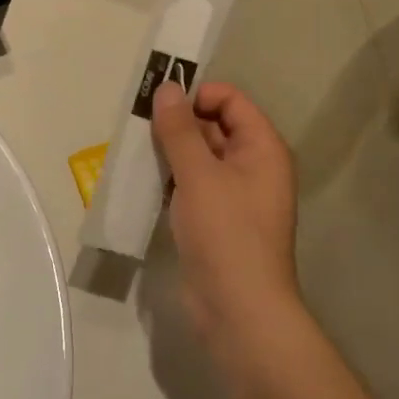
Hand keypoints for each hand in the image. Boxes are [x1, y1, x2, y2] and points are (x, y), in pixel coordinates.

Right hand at [150, 81, 300, 343]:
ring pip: (200, 158)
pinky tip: (144, 182)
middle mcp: (254, 166)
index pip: (231, 100)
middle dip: (178, 123)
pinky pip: (194, 186)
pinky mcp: (218, 221)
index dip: (198, 95)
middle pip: (215, 126)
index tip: (160, 103)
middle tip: (138, 125)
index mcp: (262, 147)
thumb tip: (166, 87)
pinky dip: (172, 180)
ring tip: (136, 151)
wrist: (239, 311)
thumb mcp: (199, 175)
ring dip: (171, 152)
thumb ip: (179, 129)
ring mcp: (235, 196)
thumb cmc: (225, 233)